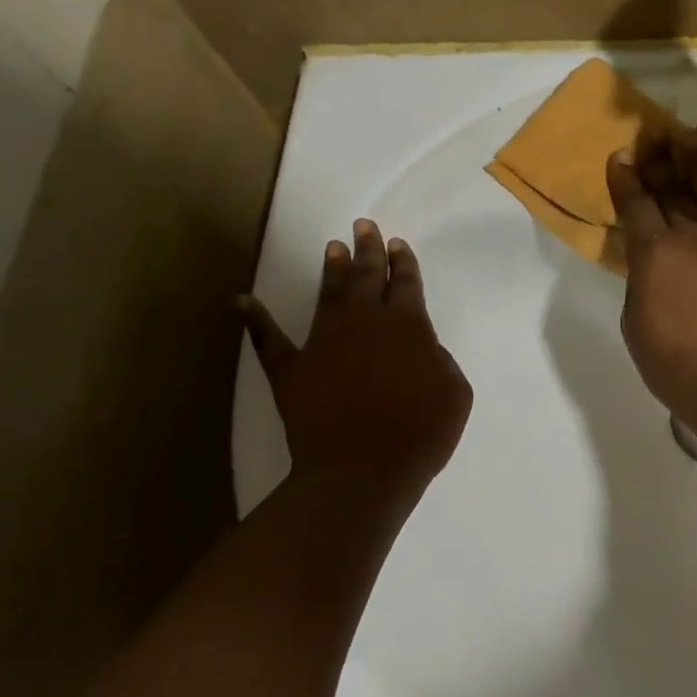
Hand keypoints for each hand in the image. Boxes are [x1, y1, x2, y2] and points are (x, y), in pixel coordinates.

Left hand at [239, 219, 471, 501]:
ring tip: (332, 247)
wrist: (362, 471)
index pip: (406, 284)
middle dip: (368, 249)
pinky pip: (269, 339)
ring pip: (327, 294)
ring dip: (331, 269)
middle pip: (366, 277)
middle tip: (364, 225)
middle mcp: (364, 323)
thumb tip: (425, 349)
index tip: (398, 243)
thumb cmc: (420, 434)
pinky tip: (241, 301)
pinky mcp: (291, 368)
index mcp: (407, 326)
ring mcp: (323, 342)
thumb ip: (442, 362)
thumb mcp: (455, 394)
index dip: (403, 262)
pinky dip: (255, 320)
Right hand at [606, 126, 696, 429]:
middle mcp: (692, 235)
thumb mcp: (633, 318)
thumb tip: (648, 256)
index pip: (635, 202)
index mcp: (654, 252)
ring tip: (688, 139)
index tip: (621, 156)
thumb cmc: (669, 361)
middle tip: (652, 135)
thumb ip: (639, 276)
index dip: (625, 177)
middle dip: (659, 158)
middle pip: (672, 187)